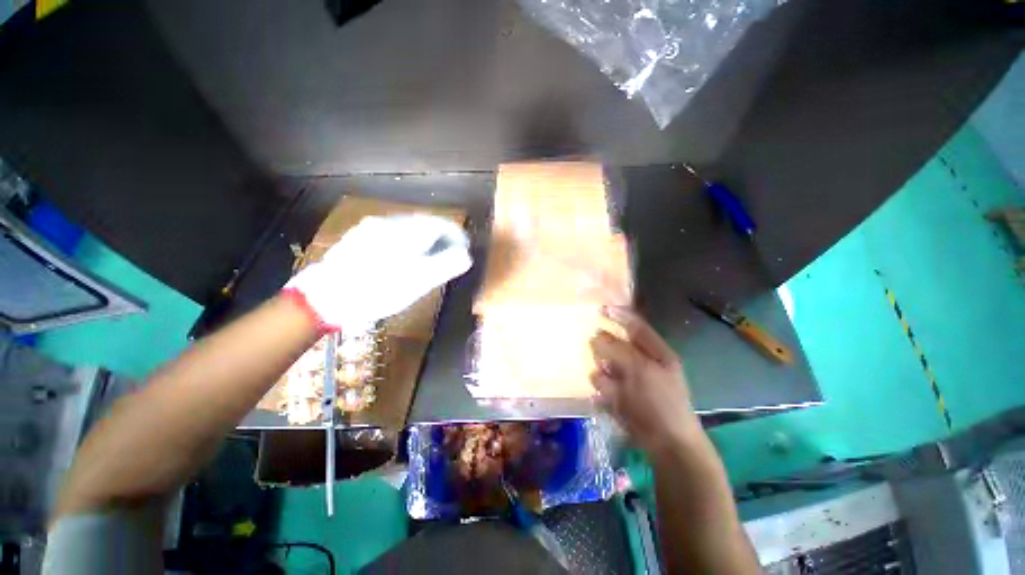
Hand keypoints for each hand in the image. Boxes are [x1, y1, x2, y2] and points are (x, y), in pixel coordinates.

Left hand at [285, 215, 471, 330]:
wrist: (326, 297)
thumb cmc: (379, 289)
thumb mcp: (419, 280)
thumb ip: (446, 265)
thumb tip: (466, 255)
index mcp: (407, 231)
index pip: (441, 224)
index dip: (457, 235)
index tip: (464, 248)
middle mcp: (390, 223)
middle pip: (425, 224)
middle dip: (441, 238)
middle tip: (449, 255)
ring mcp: (372, 229)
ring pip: (407, 229)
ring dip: (424, 240)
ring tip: (429, 259)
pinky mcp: (359, 238)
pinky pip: (392, 235)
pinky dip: (406, 243)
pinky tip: (402, 259)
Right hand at [590, 306, 702, 453]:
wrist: (668, 445)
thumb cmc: (660, 403)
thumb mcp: (641, 371)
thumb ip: (618, 350)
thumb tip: (596, 337)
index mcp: (656, 352)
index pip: (636, 326)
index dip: (619, 316)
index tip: (600, 310)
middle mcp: (642, 362)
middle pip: (616, 345)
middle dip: (606, 349)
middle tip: (606, 361)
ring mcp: (630, 379)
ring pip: (606, 364)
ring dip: (605, 372)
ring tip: (612, 386)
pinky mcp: (620, 395)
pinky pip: (604, 384)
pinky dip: (604, 389)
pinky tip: (609, 399)